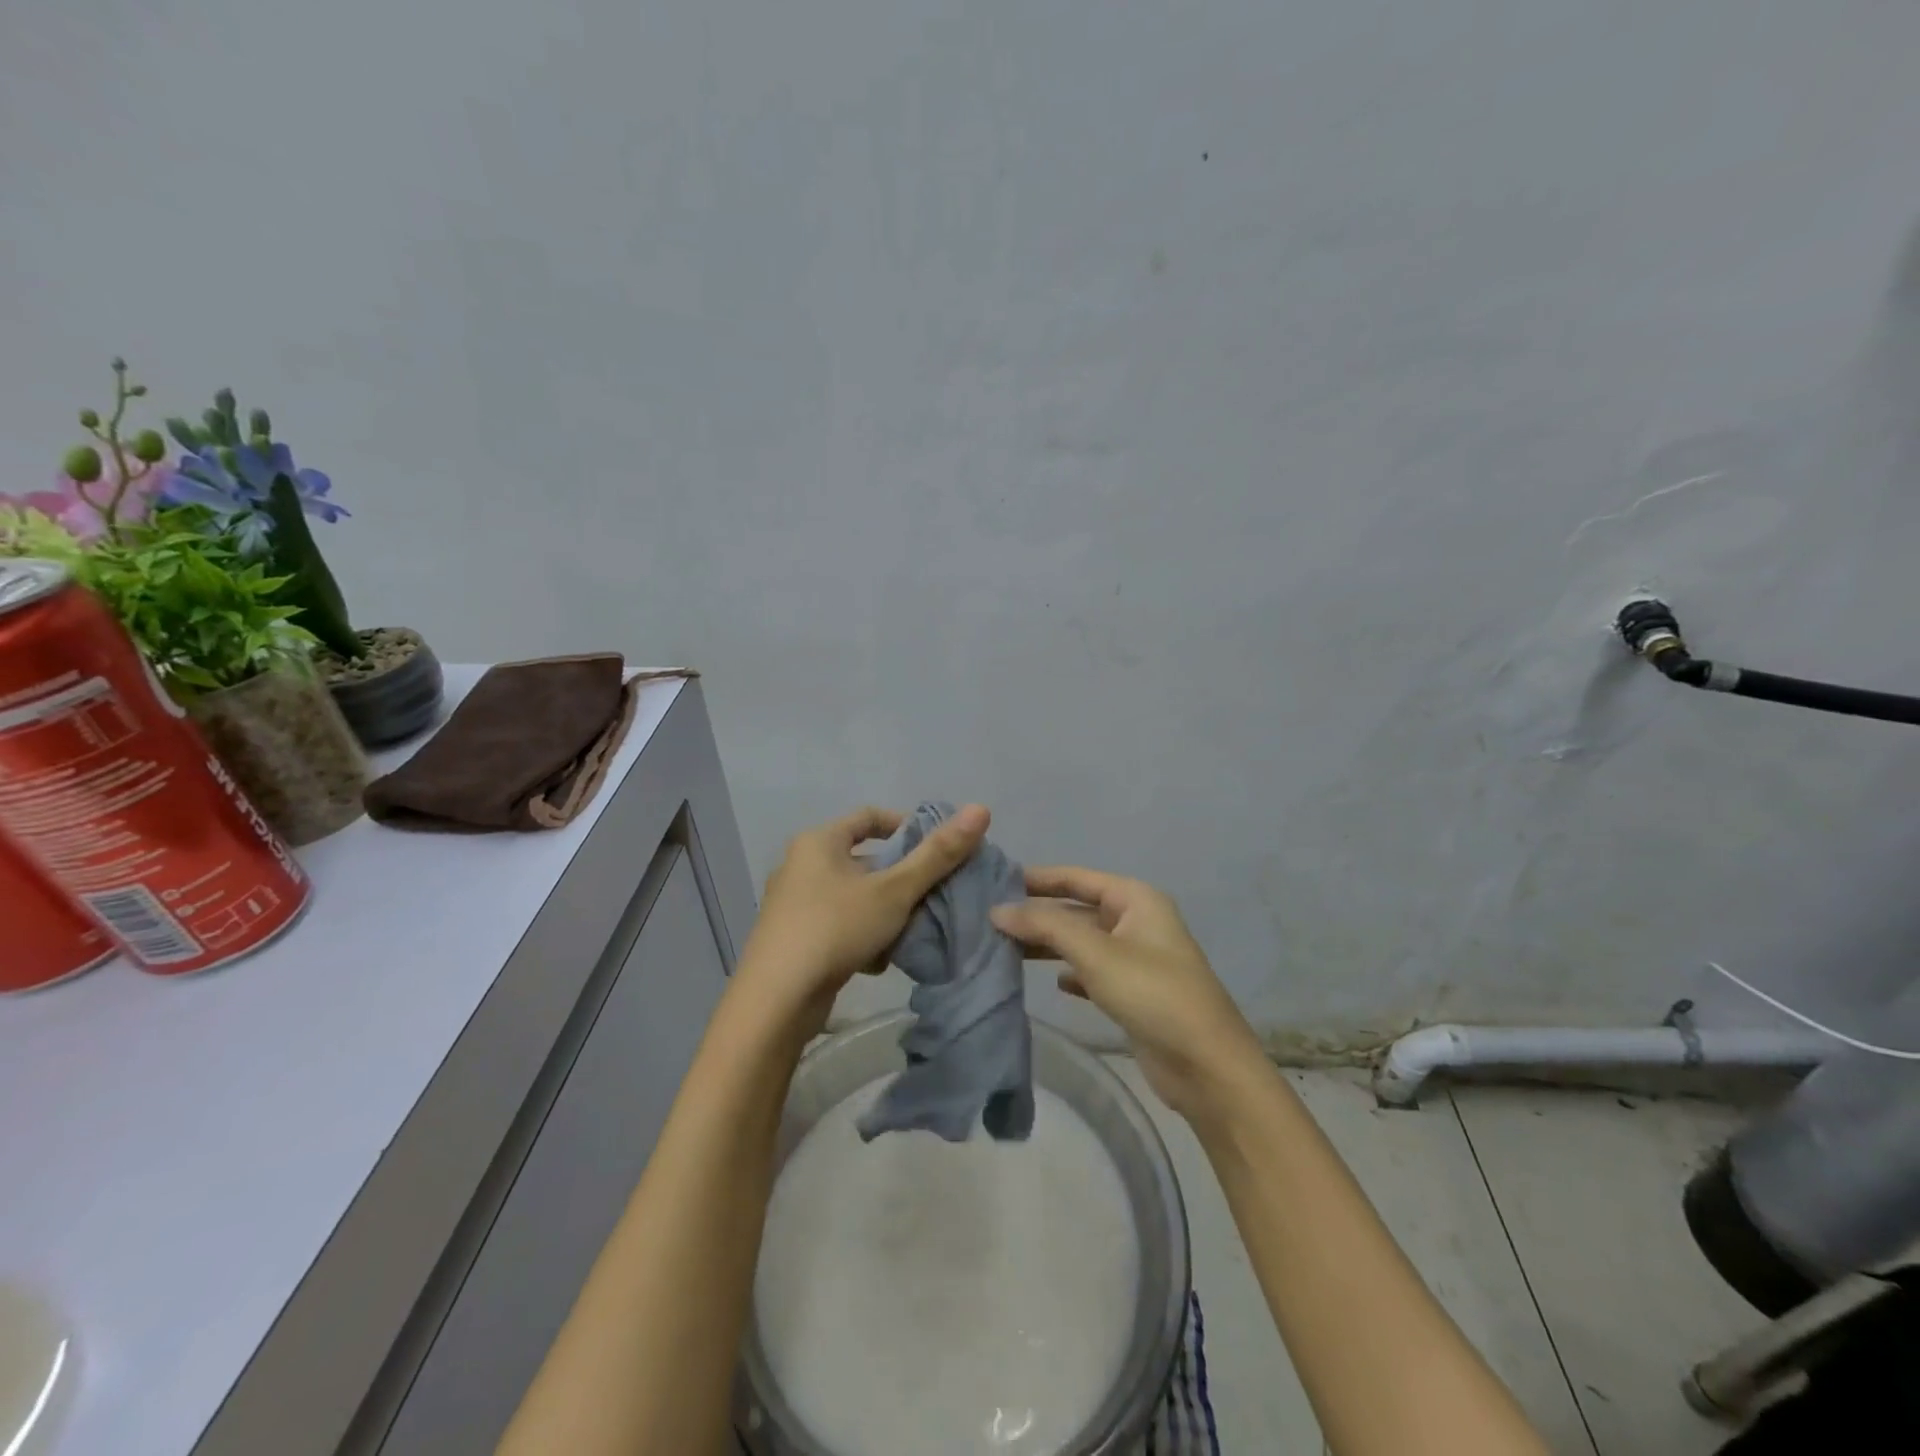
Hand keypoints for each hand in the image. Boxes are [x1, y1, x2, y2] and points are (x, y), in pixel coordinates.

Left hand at [730, 804, 991, 1037]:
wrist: (776, 1002)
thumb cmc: (835, 929)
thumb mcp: (894, 890)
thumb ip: (938, 854)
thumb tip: (981, 809)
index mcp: (818, 842)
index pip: (869, 818)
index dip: (906, 826)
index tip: (936, 848)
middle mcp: (801, 866)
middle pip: (864, 861)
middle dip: (900, 880)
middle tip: (932, 895)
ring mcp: (793, 905)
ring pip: (854, 897)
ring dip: (884, 913)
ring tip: (910, 933)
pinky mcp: (793, 939)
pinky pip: (839, 925)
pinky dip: (862, 937)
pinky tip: (878, 961)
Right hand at [992, 867, 1265, 1119]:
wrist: (1207, 1067)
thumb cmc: (1153, 993)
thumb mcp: (1096, 952)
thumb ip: (1045, 926)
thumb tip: (997, 910)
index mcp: (1135, 899)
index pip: (1077, 877)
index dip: (1037, 878)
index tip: (995, 882)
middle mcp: (1137, 921)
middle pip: (1077, 909)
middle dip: (1038, 914)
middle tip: (991, 919)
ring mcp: (1137, 958)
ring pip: (1082, 942)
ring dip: (1049, 944)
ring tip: (1005, 948)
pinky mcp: (1134, 992)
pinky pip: (1093, 971)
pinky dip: (1071, 973)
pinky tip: (1052, 982)